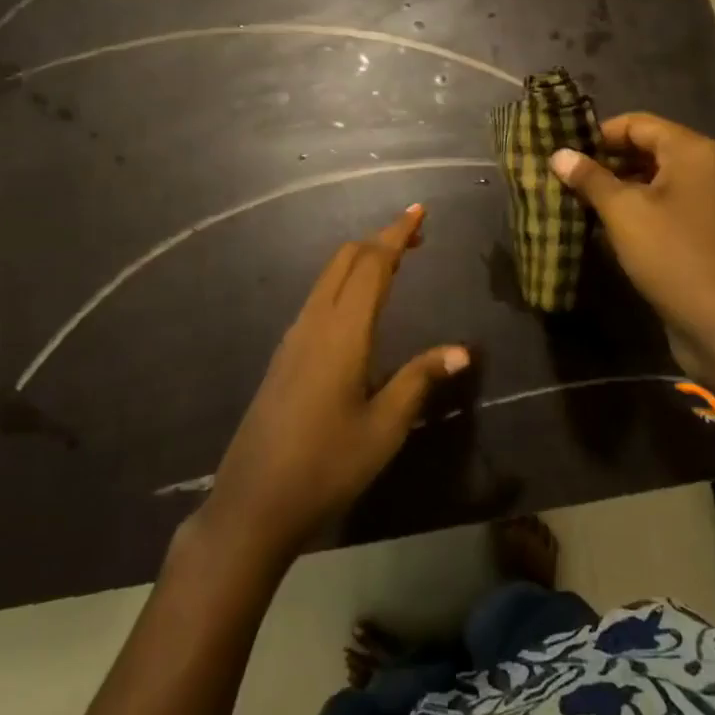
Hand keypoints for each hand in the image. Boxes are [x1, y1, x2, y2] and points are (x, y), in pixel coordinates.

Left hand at [201, 204, 469, 564]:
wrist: (253, 503)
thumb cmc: (326, 466)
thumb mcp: (384, 427)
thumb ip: (419, 380)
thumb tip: (461, 351)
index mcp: (342, 332)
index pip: (372, 265)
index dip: (397, 234)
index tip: (420, 211)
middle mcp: (314, 323)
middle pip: (345, 260)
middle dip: (379, 240)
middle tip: (416, 238)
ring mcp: (294, 338)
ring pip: (328, 278)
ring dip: (361, 260)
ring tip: (395, 264)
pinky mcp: (285, 355)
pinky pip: (318, 299)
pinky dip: (345, 283)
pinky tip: (360, 307)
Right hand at [551, 113, 714, 396]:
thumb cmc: (670, 253)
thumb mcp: (623, 212)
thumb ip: (590, 178)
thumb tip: (558, 154)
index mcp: (692, 150)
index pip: (638, 123)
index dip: (599, 134)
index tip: (565, 154)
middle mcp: (707, 165)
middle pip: (648, 147)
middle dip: (607, 160)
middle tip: (568, 176)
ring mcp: (710, 197)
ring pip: (656, 176)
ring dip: (619, 184)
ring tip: (581, 199)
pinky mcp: (706, 225)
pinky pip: (667, 201)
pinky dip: (638, 204)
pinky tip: (607, 222)